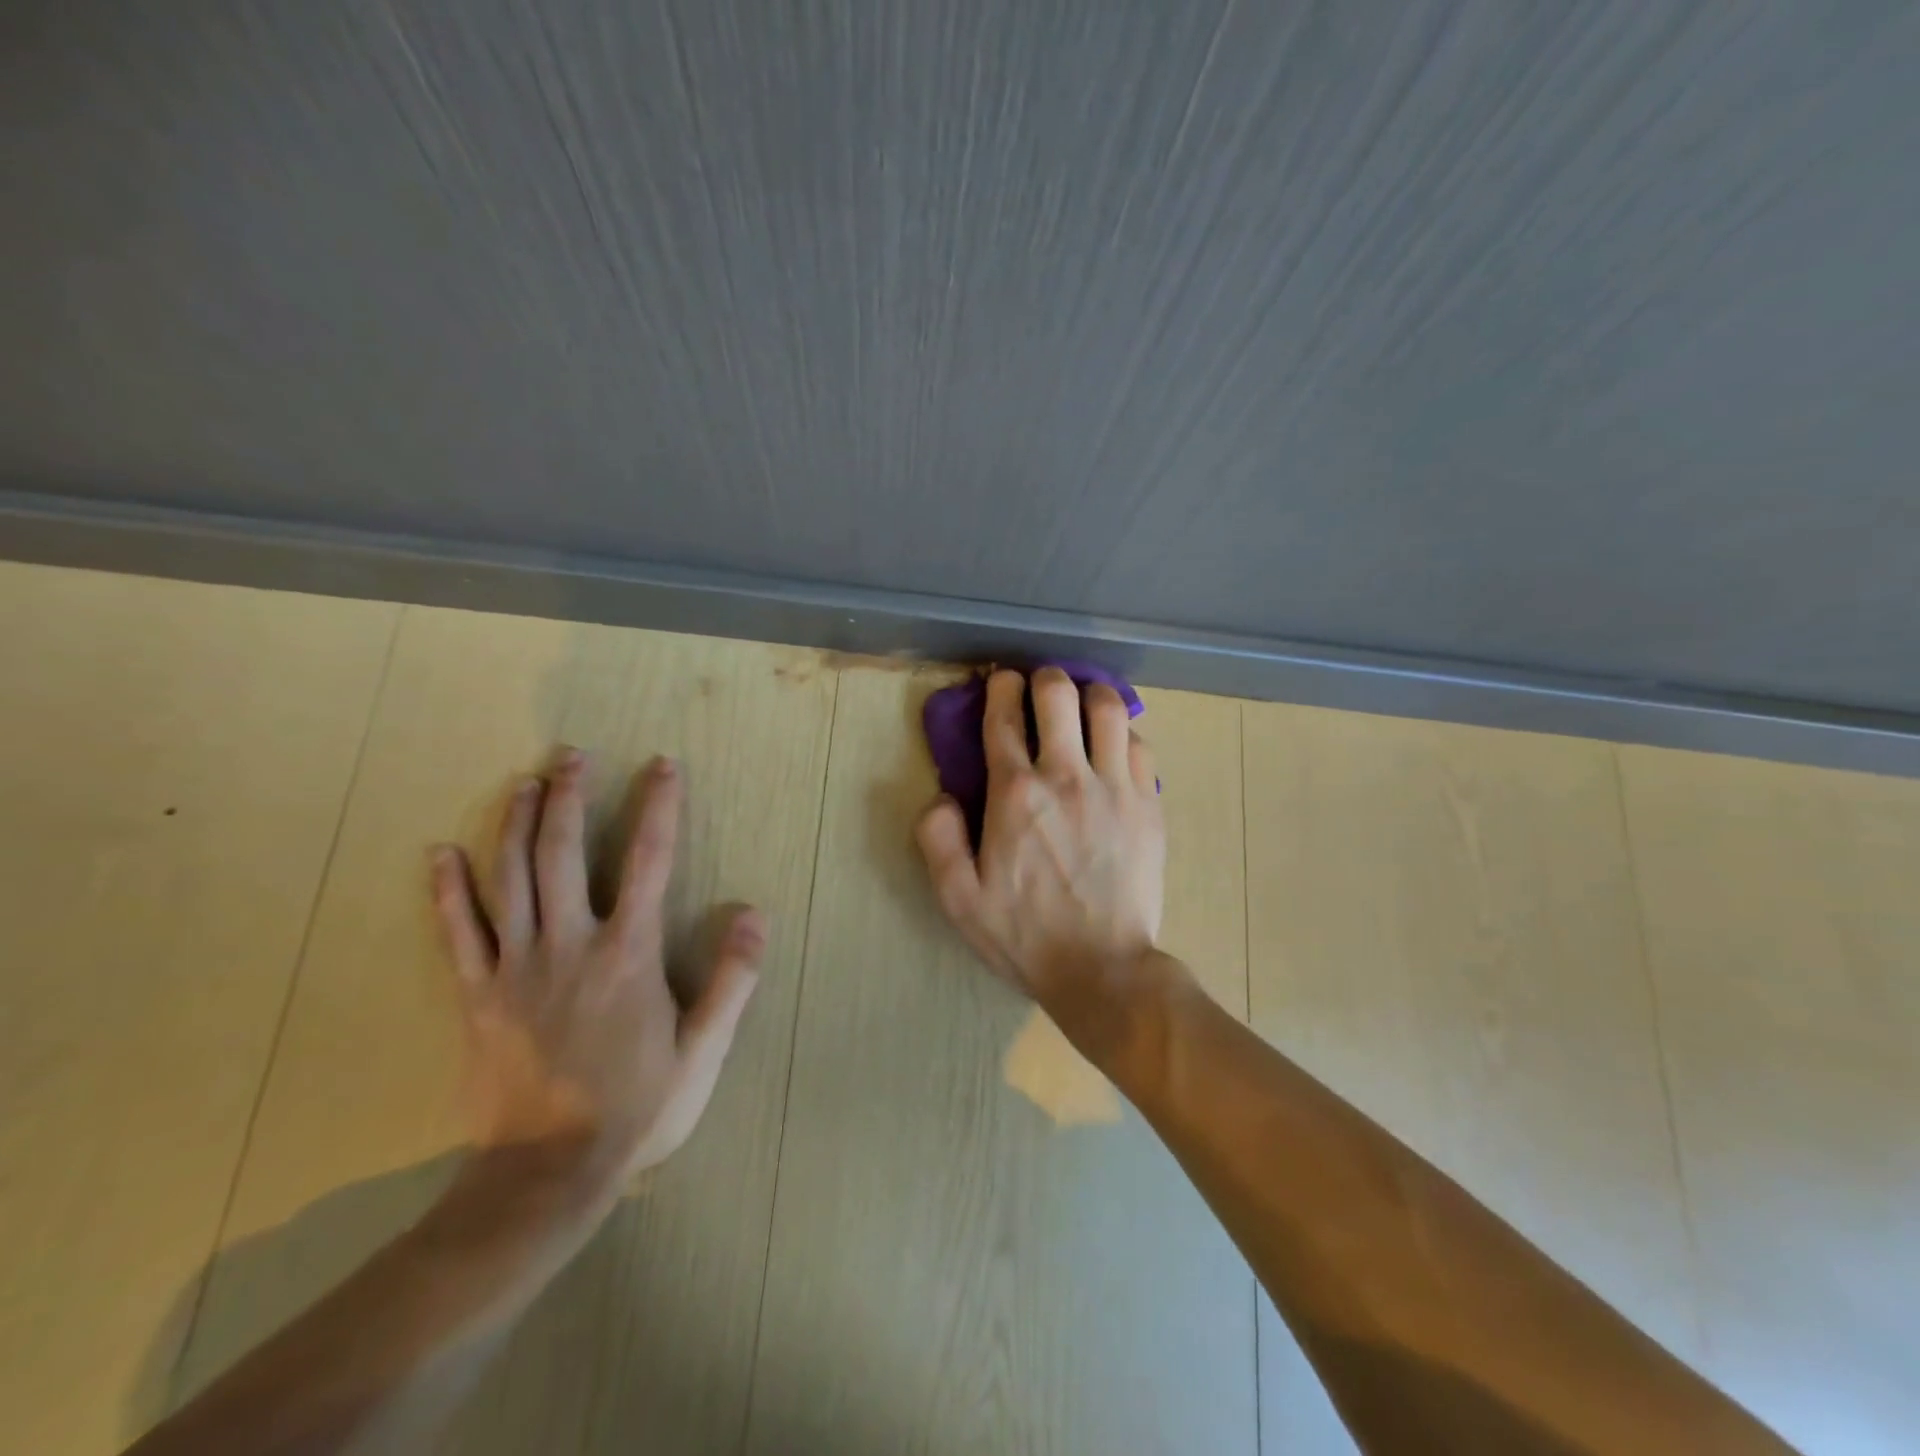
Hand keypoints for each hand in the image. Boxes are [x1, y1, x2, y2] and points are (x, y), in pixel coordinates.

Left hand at [429, 750, 760, 1187]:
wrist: (547, 1175)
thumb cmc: (637, 1107)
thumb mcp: (704, 1049)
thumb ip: (733, 978)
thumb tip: (753, 913)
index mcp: (628, 953)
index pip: (649, 860)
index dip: (658, 806)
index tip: (662, 766)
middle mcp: (570, 945)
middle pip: (562, 853)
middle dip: (568, 796)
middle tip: (570, 754)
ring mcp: (515, 967)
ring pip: (509, 878)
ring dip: (514, 823)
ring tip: (523, 782)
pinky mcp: (476, 995)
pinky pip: (458, 932)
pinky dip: (448, 890)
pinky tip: (441, 852)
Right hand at [915, 667, 1164, 1008]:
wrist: (1102, 968)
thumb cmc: (1025, 935)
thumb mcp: (958, 898)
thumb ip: (937, 839)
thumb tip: (942, 796)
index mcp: (1015, 794)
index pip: (1004, 718)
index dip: (1000, 688)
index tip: (1001, 679)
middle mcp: (1066, 776)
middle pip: (1058, 695)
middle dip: (1045, 678)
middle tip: (1040, 686)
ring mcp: (1114, 786)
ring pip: (1108, 708)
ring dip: (1090, 694)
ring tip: (1083, 704)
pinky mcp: (1149, 803)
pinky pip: (1140, 744)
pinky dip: (1124, 734)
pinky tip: (1114, 746)